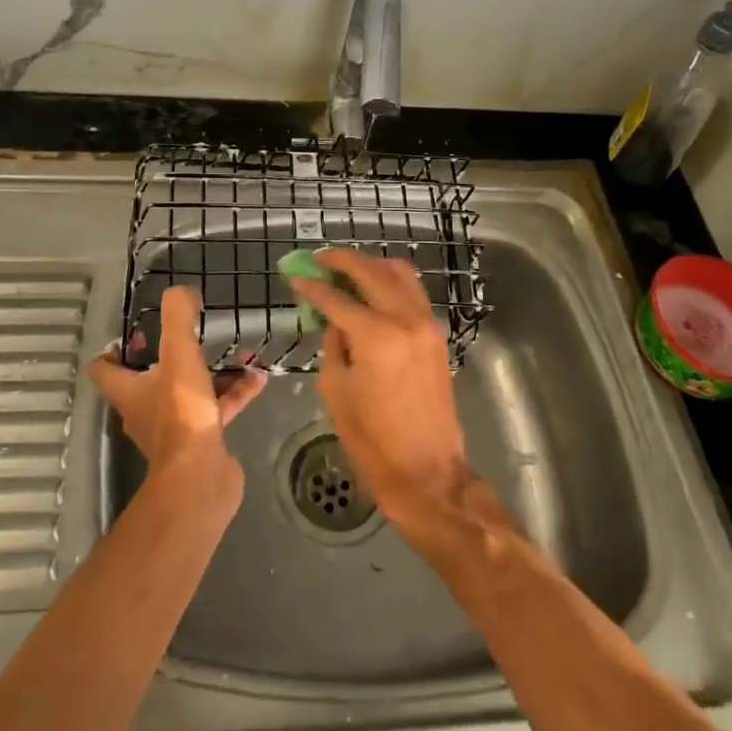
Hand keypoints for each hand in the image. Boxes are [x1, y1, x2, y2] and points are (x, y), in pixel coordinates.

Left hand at [89, 287, 266, 474]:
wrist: (201, 478)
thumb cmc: (181, 413)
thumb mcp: (179, 355)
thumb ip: (178, 318)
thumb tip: (181, 292)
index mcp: (130, 391)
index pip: (105, 369)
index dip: (115, 349)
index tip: (137, 332)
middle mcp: (146, 411)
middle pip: (150, 379)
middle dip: (172, 356)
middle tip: (193, 335)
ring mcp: (175, 428)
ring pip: (191, 392)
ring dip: (212, 373)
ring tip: (238, 353)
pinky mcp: (202, 441)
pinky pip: (218, 409)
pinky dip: (235, 393)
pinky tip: (258, 379)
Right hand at [288, 251, 471, 529]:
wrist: (428, 471)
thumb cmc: (373, 440)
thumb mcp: (336, 390)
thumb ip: (333, 343)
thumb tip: (333, 316)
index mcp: (376, 337)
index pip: (337, 297)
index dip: (312, 285)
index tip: (294, 275)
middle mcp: (405, 319)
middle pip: (371, 271)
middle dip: (341, 260)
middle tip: (318, 259)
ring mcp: (427, 323)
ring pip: (399, 272)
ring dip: (370, 264)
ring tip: (345, 269)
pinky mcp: (437, 333)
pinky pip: (412, 291)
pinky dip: (390, 281)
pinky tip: (372, 288)